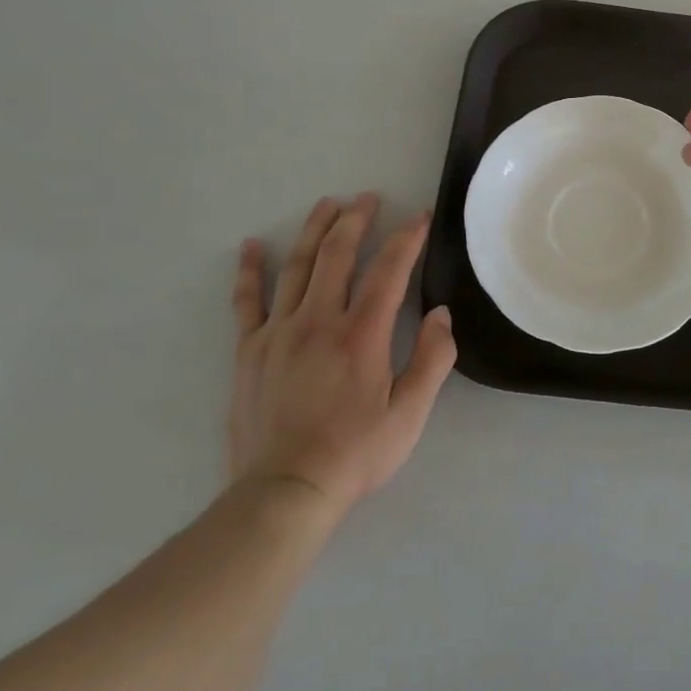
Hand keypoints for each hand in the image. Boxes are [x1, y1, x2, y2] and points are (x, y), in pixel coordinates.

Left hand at [230, 195, 455, 510]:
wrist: (284, 492)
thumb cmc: (355, 453)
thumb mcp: (411, 413)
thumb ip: (433, 359)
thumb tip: (442, 314)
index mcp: (362, 334)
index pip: (389, 270)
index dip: (406, 238)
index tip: (419, 217)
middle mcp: (319, 320)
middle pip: (338, 254)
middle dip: (356, 219)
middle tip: (368, 198)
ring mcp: (278, 332)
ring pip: (297, 266)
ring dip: (314, 230)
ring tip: (327, 204)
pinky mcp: (250, 350)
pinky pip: (247, 301)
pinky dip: (250, 270)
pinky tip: (253, 246)